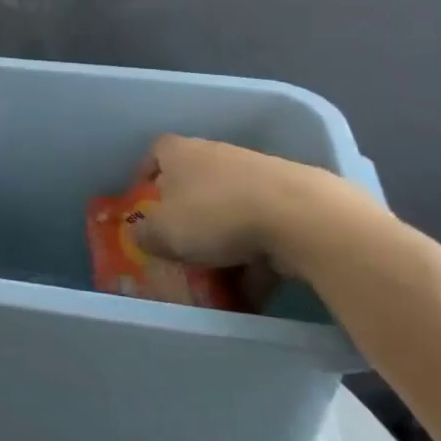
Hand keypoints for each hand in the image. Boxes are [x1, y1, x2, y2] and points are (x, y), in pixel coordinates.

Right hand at [134, 134, 379, 279]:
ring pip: (229, 208)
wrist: (300, 216)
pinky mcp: (290, 200)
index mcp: (181, 153)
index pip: (156, 151)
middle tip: (178, 243)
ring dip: (222, 240)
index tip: (143, 198)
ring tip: (217, 277)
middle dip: (187, 214)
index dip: (146, 172)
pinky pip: (261, 230)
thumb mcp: (164, 231)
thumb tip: (140, 232)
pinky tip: (253, 289)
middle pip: (195, 181)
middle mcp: (217, 155)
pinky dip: (255, 257)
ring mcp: (257, 176)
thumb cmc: (216, 215)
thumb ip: (144, 233)